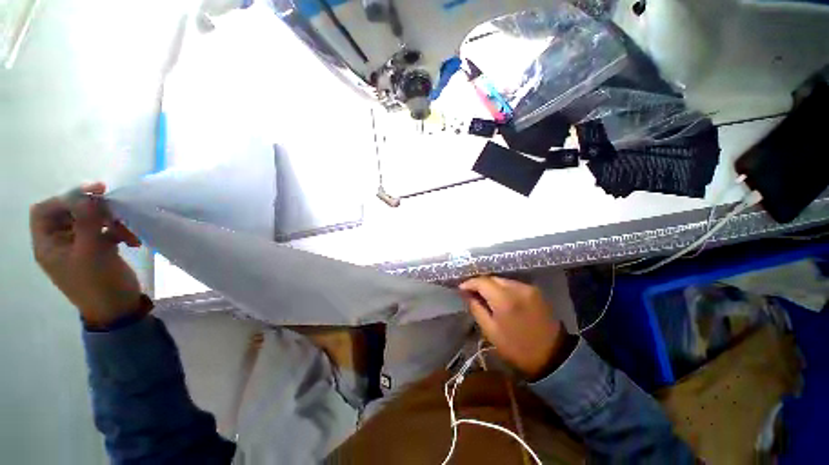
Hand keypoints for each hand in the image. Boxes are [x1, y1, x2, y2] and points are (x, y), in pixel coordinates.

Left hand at [30, 182, 144, 327]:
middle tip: (114, 207)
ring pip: (90, 220)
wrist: (118, 308)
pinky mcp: (97, 248)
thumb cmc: (98, 284)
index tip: (93, 192)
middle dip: (91, 208)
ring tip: (128, 231)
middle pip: (69, 212)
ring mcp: (79, 245)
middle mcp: (60, 242)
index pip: (45, 210)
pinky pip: (105, 230)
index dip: (65, 197)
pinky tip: (132, 240)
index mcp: (48, 244)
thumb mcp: (91, 252)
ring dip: (110, 221)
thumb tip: (88, 196)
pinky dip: (119, 231)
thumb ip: (87, 222)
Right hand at [460, 277, 566, 378]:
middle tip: (471, 293)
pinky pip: (513, 284)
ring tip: (485, 295)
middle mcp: (517, 288)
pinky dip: (503, 288)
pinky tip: (500, 297)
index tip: (461, 288)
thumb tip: (466, 294)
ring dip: (492, 285)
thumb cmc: (517, 347)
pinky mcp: (535, 290)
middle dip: (480, 283)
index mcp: (504, 300)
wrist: (552, 356)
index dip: (469, 283)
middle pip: (492, 278)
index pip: (482, 281)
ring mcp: (528, 288)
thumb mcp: (490, 331)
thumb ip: (476, 308)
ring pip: (502, 280)